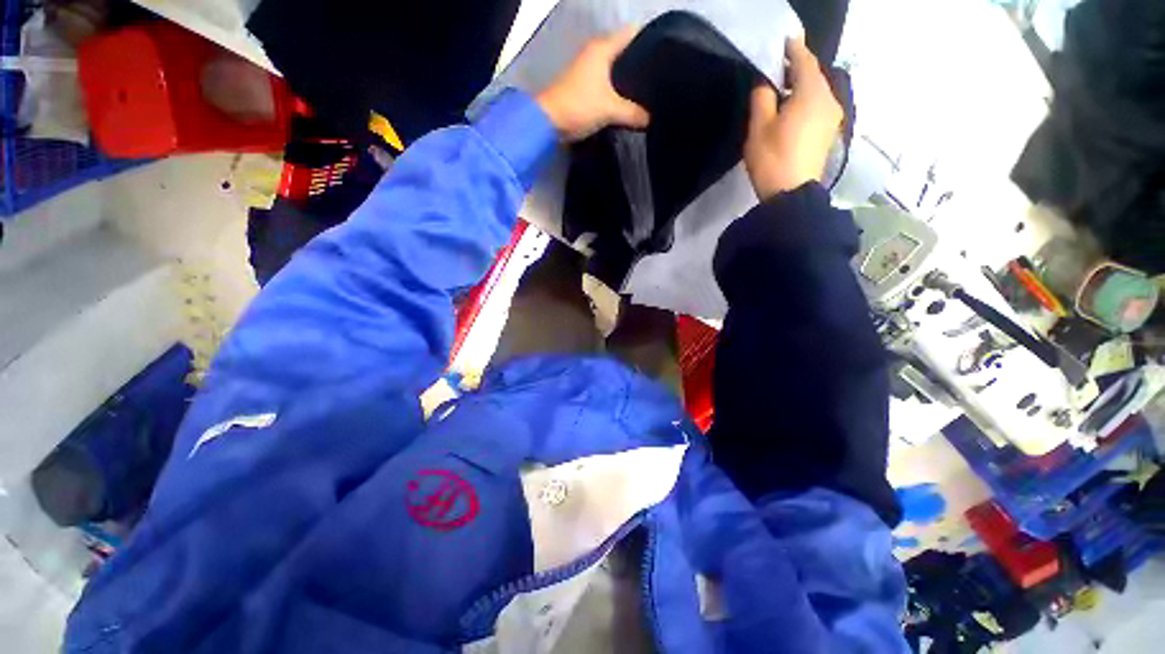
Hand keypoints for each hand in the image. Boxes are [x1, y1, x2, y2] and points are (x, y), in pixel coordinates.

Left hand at [536, 28, 649, 142]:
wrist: (549, 122)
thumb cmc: (580, 105)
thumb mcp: (611, 109)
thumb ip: (633, 113)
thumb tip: (651, 118)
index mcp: (603, 47)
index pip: (632, 34)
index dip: (649, 41)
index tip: (665, 56)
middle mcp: (595, 53)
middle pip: (624, 53)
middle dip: (640, 65)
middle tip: (659, 80)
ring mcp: (588, 70)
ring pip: (615, 71)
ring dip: (628, 82)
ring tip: (648, 94)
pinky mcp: (584, 88)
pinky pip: (607, 86)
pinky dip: (617, 93)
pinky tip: (628, 104)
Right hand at [744, 38, 841, 200]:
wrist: (791, 194)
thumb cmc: (772, 159)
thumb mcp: (758, 127)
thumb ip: (762, 98)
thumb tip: (766, 84)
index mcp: (811, 93)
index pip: (803, 59)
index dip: (791, 48)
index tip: (781, 42)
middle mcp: (828, 98)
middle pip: (813, 74)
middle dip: (796, 68)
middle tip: (775, 69)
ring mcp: (832, 116)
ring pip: (817, 90)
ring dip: (800, 86)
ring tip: (781, 92)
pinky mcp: (830, 131)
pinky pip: (819, 105)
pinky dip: (806, 101)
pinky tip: (792, 110)